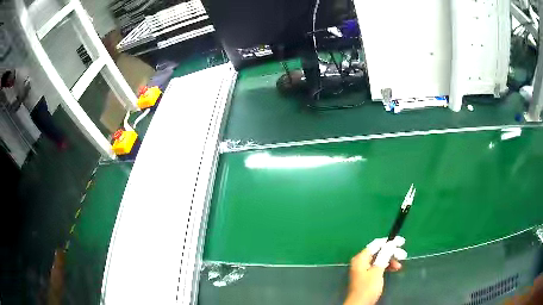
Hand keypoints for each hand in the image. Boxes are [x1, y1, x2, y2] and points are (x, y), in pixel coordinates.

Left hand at [344, 237, 406, 304]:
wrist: (360, 304)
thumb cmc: (368, 288)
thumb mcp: (377, 271)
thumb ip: (384, 256)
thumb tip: (390, 244)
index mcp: (361, 258)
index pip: (376, 244)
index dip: (389, 242)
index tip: (402, 242)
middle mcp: (361, 261)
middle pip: (379, 251)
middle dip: (392, 252)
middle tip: (403, 255)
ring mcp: (363, 268)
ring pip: (380, 259)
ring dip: (391, 260)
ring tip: (399, 265)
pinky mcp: (367, 275)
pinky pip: (378, 266)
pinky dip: (387, 266)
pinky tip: (394, 269)